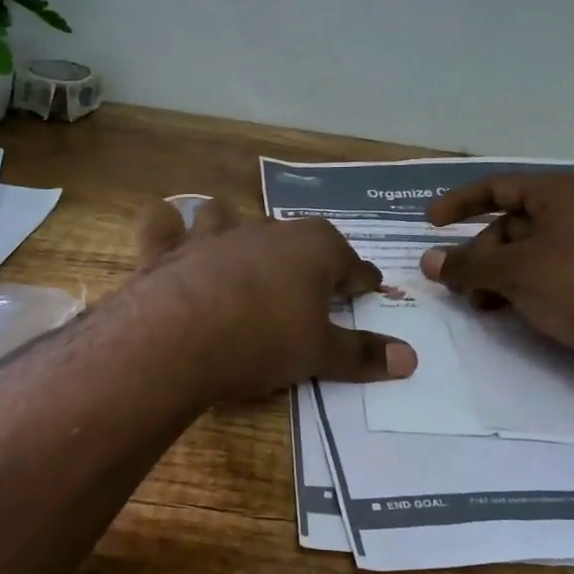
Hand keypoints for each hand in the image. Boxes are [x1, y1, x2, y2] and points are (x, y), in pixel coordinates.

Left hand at [127, 197, 417, 399]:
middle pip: (294, 237)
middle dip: (303, 256)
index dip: (361, 280)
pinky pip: (162, 222)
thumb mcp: (319, 355)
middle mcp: (265, 229)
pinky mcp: (166, 248)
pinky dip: (166, 228)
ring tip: (236, 252)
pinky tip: (169, 237)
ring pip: (227, 214)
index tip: (367, 289)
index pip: (351, 263)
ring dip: (233, 228)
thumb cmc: (263, 341)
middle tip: (305, 287)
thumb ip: (363, 355)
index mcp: (314, 248)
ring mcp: (212, 233)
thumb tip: (411, 360)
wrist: (178, 339)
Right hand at [421, 173, 573, 399]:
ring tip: (476, 304)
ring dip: (492, 278)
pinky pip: (538, 282)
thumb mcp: (516, 270)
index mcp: (559, 195)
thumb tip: (427, 262)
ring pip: (521, 258)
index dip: (460, 202)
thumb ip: (468, 266)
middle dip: (477, 254)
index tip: (429, 224)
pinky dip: (514, 294)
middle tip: (454, 285)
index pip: (499, 187)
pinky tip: (501, 314)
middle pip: (507, 227)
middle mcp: (572, 218)